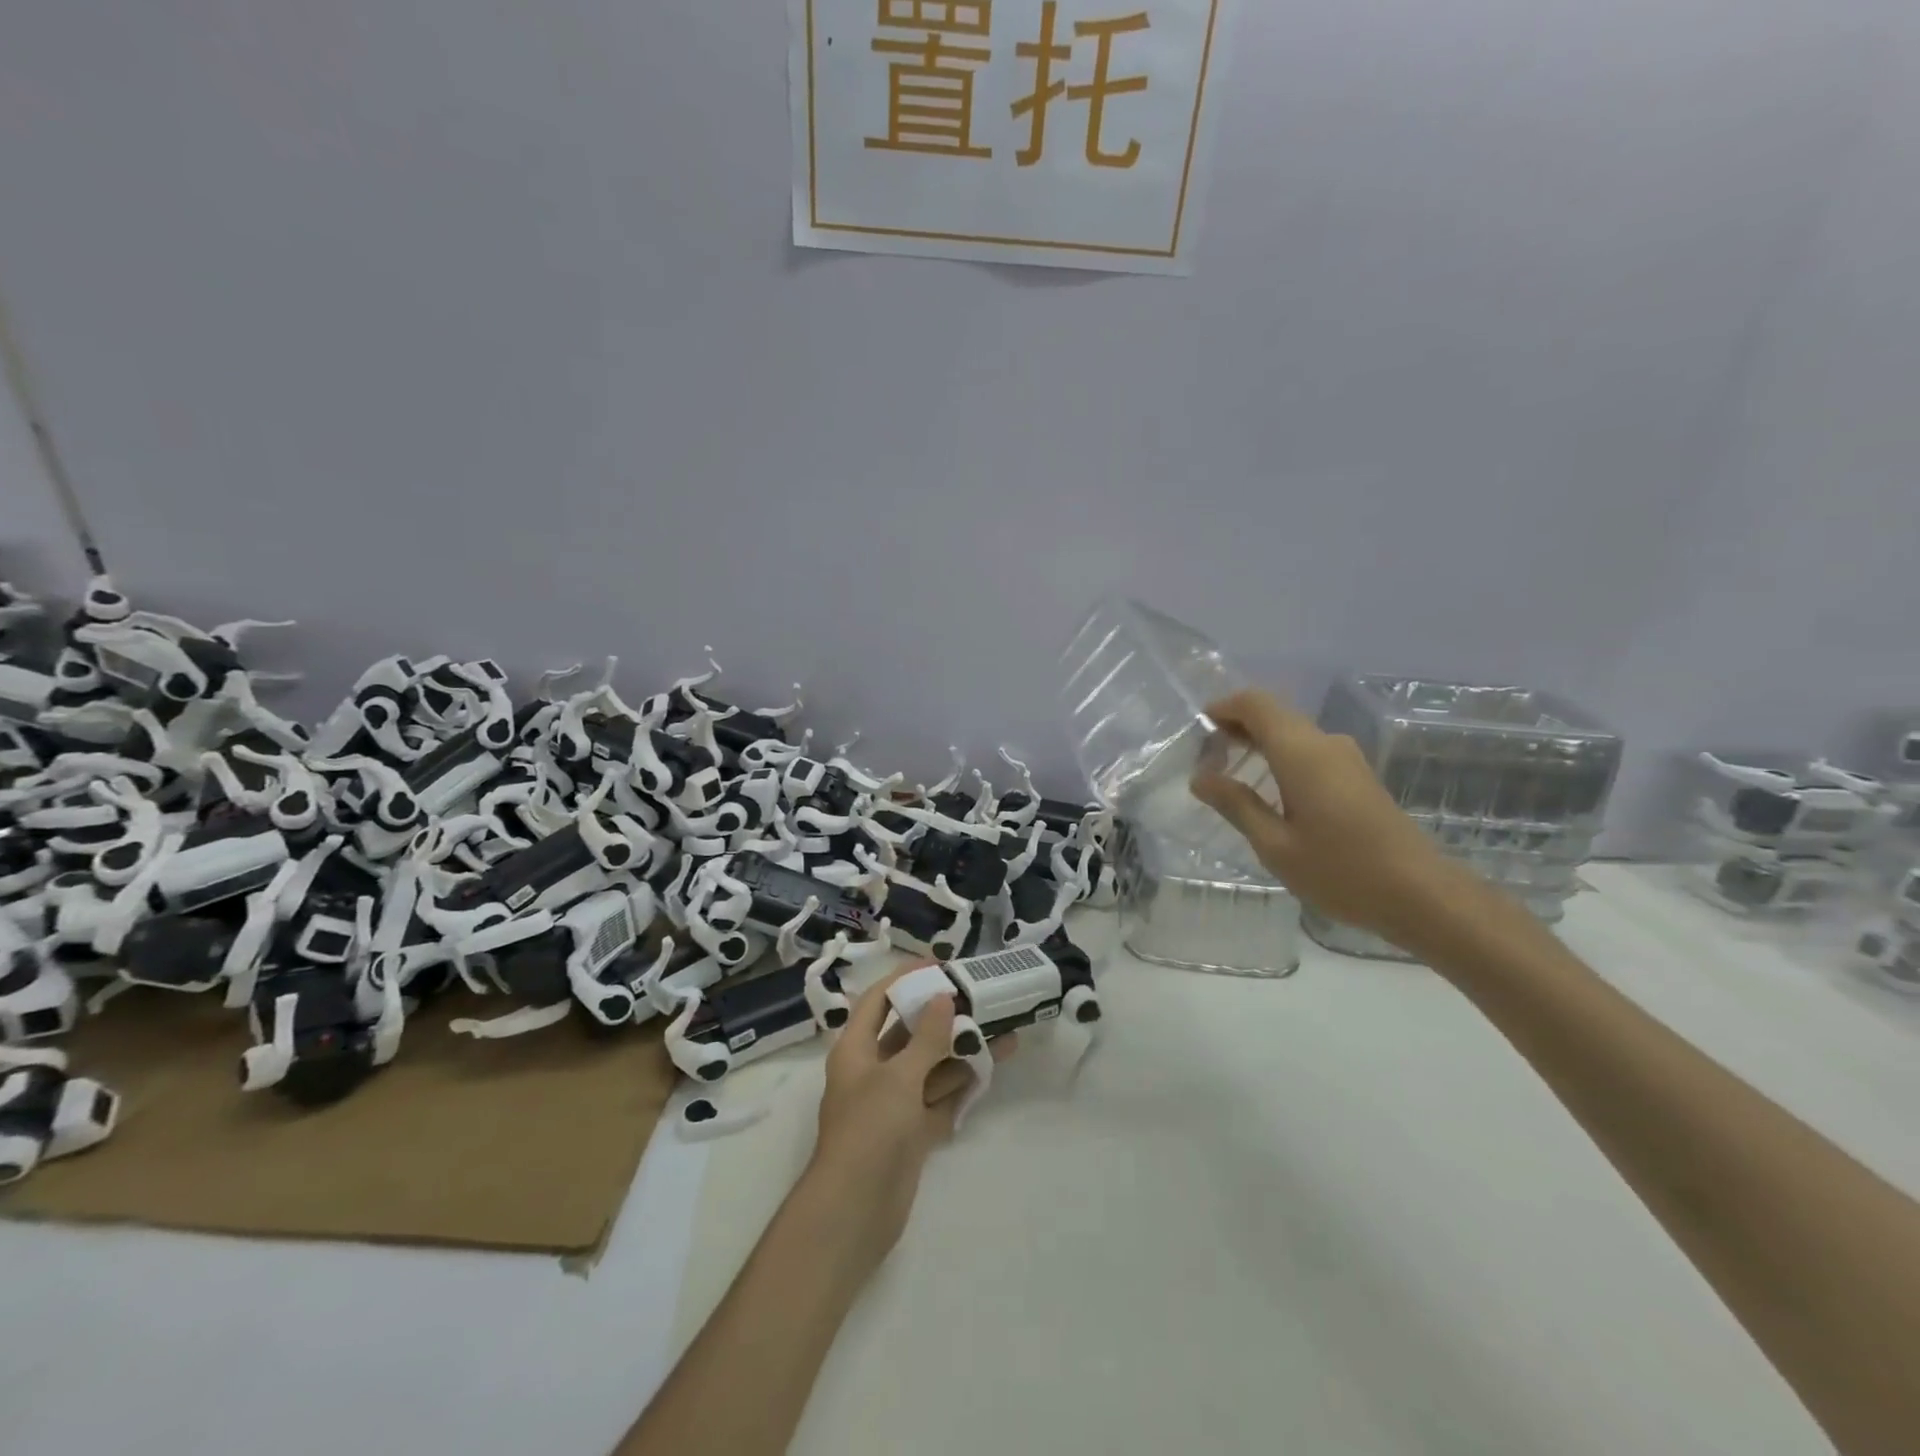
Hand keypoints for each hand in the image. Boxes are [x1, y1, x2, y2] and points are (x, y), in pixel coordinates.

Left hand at [806, 965, 1015, 1261]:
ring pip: (930, 1066)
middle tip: (980, 998)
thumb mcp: (898, 1077)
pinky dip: (962, 1085)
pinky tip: (991, 1070)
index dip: (906, 979)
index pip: (879, 1000)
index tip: (941, 966)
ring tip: (1001, 1031)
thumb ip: (925, 1037)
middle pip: (909, 1032)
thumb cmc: (869, 1131)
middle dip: (943, 1015)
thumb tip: (942, 997)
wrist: (855, 1212)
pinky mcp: (911, 1131)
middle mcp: (873, 1070)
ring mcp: (893, 1103)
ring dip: (961, 1050)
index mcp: (856, 1049)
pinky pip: (939, 1098)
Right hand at [1191, 690, 1476, 950]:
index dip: (1222, 708)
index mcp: (1302, 753)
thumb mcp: (1275, 845)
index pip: (1255, 703)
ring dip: (1257, 743)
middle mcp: (1325, 743)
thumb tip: (1200, 777)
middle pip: (1273, 714)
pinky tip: (1267, 792)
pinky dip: (1279, 757)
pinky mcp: (1357, 776)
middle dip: (1235, 727)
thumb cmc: (1341, 871)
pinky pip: (1308, 750)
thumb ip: (1236, 805)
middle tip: (1206, 761)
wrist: (1423, 895)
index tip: (1197, 734)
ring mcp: (1346, 758)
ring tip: (1229, 777)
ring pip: (1292, 732)